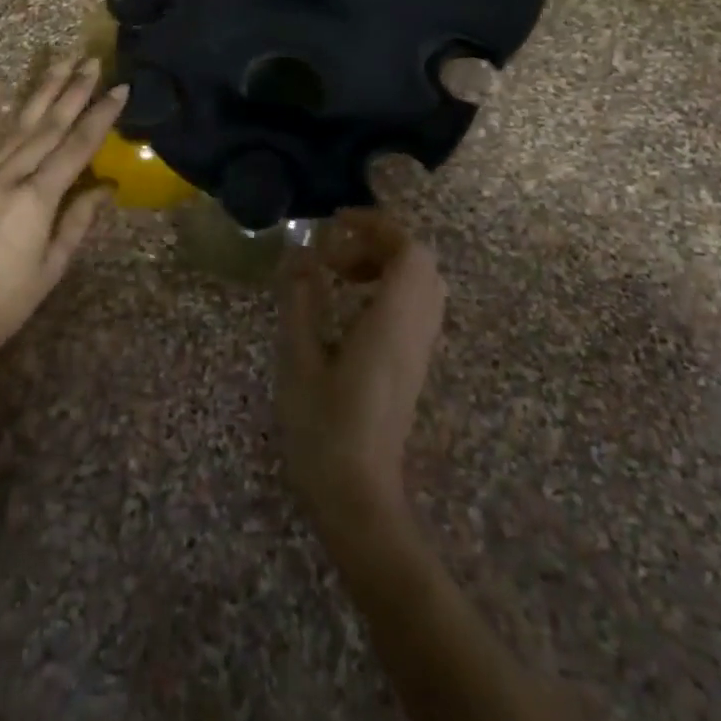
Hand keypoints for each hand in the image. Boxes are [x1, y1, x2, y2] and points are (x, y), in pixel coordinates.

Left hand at [0, 55, 125, 357]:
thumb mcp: (50, 268)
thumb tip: (105, 187)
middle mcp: (8, 178)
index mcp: (36, 200)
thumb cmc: (2, 305)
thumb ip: (77, 221)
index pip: (77, 148)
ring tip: (61, 60)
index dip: (101, 117)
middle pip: (49, 127)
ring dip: (42, 91)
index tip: (120, 90)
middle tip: (93, 61)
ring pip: (17, 125)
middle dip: (74, 91)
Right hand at [276, 210, 446, 532]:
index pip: (409, 251)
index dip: (378, 226)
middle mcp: (417, 330)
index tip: (338, 221)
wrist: (358, 499)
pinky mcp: (414, 365)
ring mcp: (420, 349)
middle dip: (379, 242)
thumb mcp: (299, 359)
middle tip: (335, 251)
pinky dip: (389, 288)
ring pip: (421, 284)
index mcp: (393, 322)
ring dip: (385, 264)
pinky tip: (351, 307)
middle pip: (420, 262)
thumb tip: (300, 252)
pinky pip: (415, 306)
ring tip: (339, 275)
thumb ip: (300, 299)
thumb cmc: (323, 430)